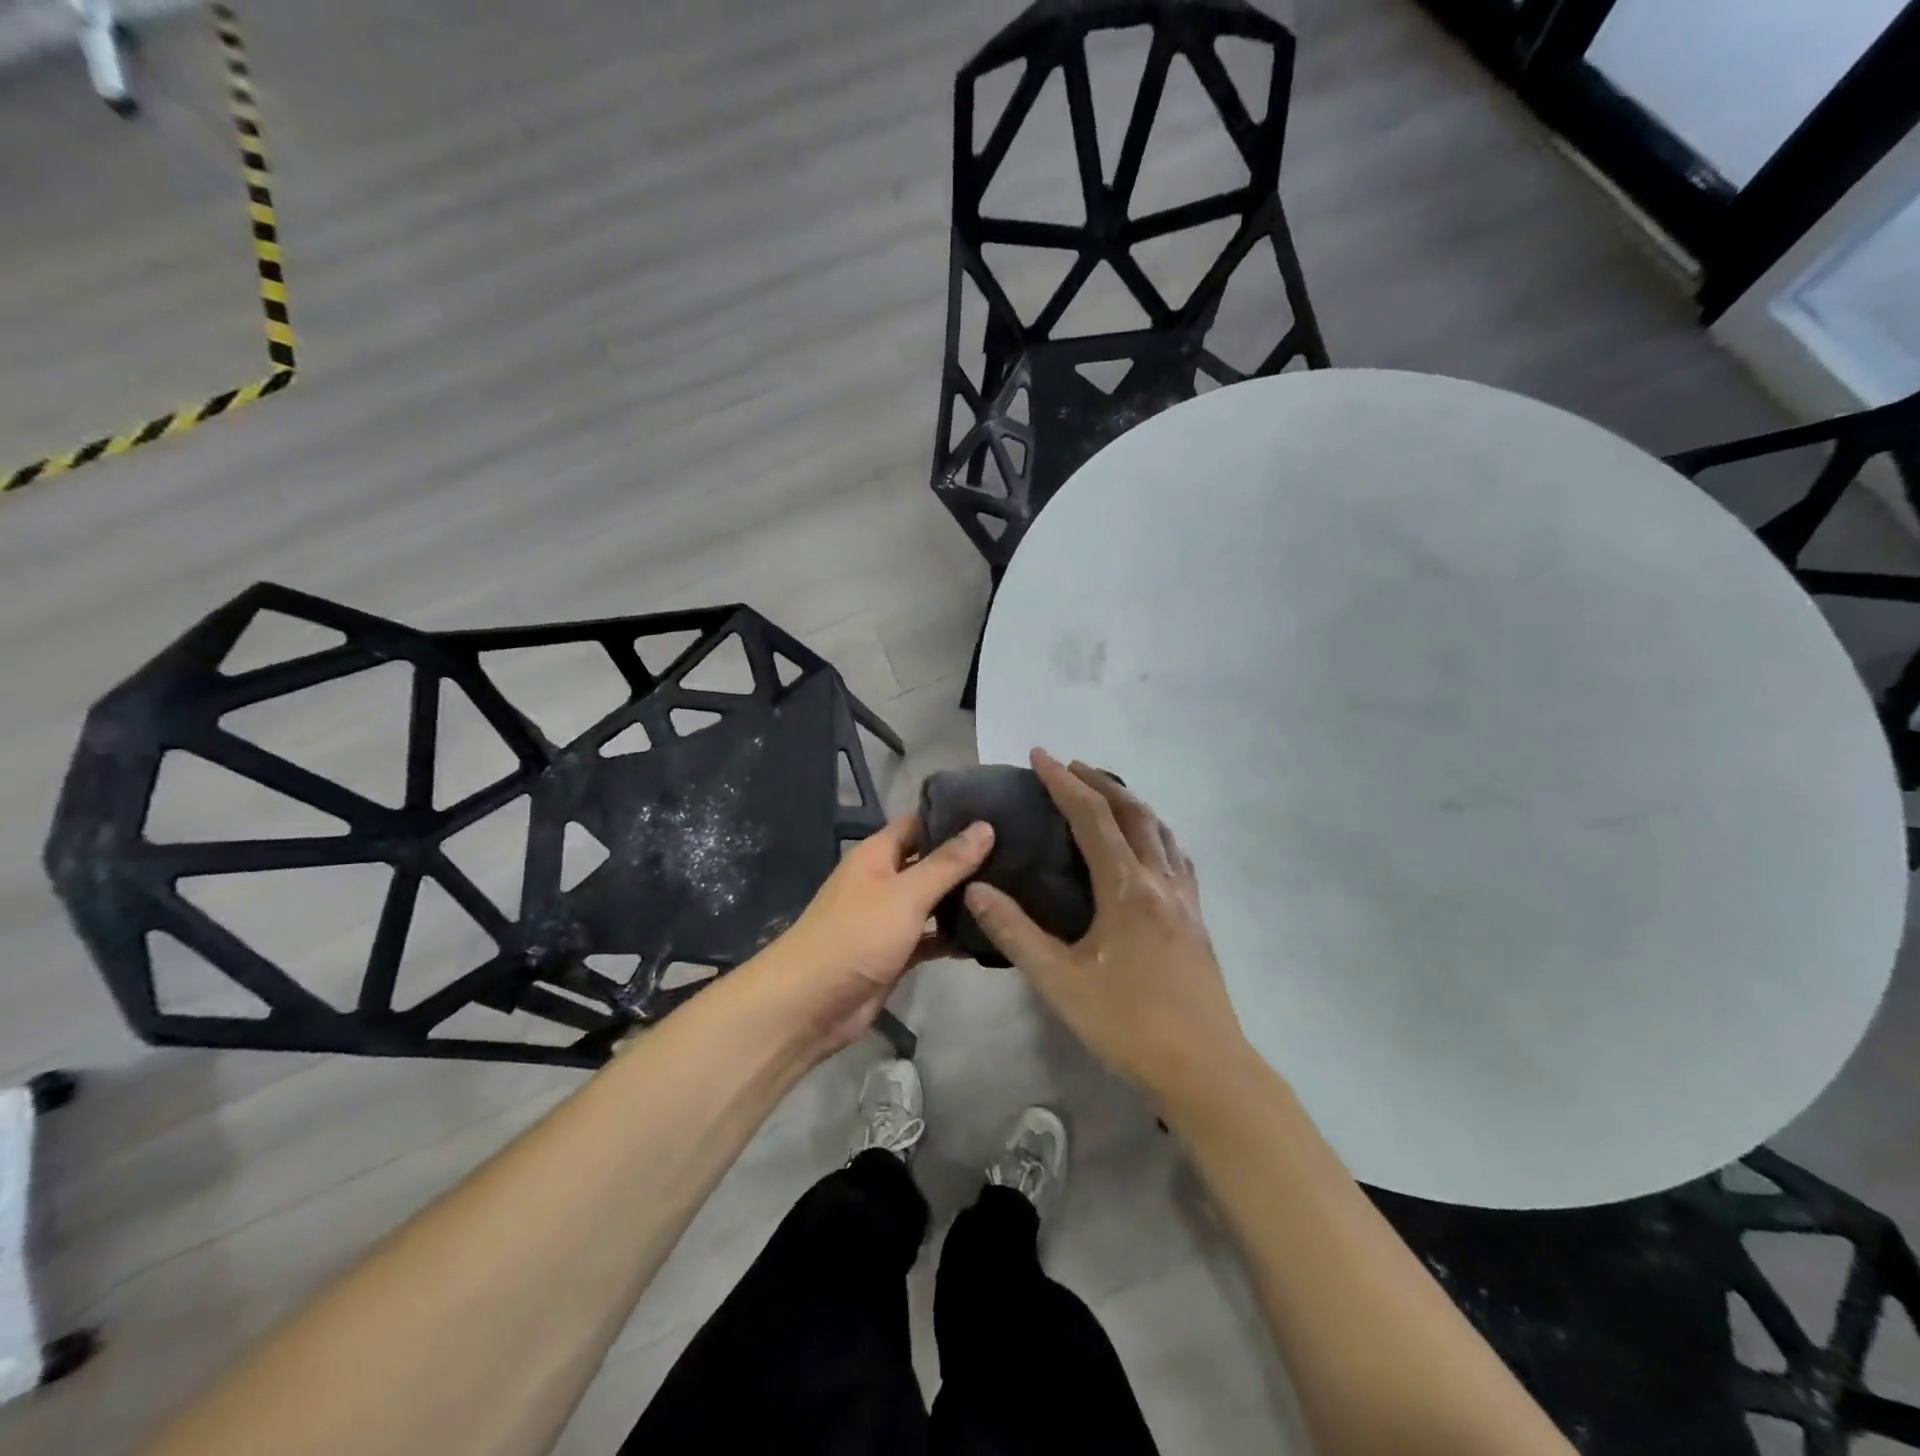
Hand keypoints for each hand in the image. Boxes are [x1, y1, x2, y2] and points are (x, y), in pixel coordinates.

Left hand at [770, 814, 993, 1053]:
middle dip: (966, 860)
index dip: (953, 817)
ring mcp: (889, 918)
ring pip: (932, 901)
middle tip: (1017, 852)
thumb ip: (947, 863)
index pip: (920, 822)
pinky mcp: (896, 952)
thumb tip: (985, 826)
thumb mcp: (906, 894)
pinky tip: (990, 934)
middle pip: (930, 862)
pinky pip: (930, 937)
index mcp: (878, 854)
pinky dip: (953, 936)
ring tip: (1012, 889)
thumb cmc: (856, 935)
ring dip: (963, 899)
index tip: (997, 812)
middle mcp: (884, 880)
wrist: (810, 1004)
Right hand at [964, 749, 1249, 1099]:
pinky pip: (1175, 856)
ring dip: (1129, 803)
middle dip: (1098, 782)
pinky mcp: (1197, 918)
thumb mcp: (1060, 982)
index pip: (1091, 817)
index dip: (1063, 782)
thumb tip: (976, 891)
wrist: (1204, 1069)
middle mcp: (1160, 880)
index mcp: (1127, 888)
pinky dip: (1153, 833)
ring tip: (1103, 796)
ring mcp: (1185, 898)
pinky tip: (1146, 848)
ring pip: (1159, 830)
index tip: (1040, 755)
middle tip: (1069, 766)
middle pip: (1132, 812)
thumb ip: (1015, 933)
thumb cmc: (1127, 1025)